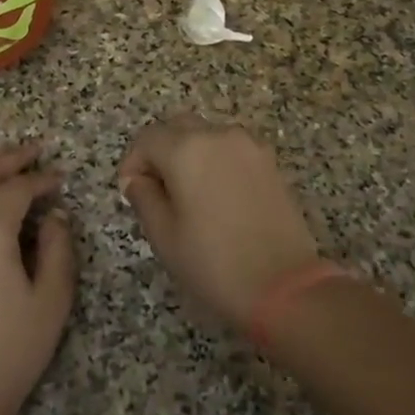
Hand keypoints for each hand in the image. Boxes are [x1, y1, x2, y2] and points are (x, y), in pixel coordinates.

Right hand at [118, 114, 320, 328]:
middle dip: (160, 151)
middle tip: (155, 188)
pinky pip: (231, 149)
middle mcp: (218, 135)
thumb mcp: (164, 235)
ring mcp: (249, 146)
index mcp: (186, 149)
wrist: (284, 287)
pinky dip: (216, 161)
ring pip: (207, 135)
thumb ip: (143, 197)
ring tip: (187, 194)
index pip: (147, 139)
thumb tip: (137, 179)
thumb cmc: (213, 262)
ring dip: (189, 153)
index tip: (130, 191)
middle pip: (177, 127)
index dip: (133, 162)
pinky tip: (217, 196)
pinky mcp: (270, 162)